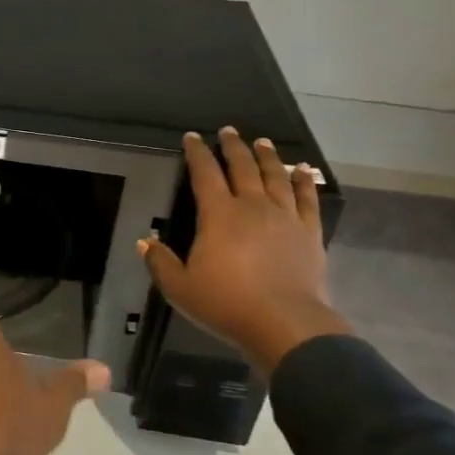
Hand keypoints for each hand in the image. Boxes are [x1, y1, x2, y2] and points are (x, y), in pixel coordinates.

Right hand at [139, 129, 352, 372]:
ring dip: (268, 156)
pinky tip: (303, 170)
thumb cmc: (226, 304)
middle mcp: (252, 206)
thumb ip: (160, 262)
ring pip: (275, 176)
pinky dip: (304, 181)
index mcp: (218, 214)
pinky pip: (307, 198)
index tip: (192, 137)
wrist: (285, 324)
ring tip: (263, 142)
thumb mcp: (180, 288)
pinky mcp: (309, 232)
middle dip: (233, 146)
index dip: (197, 153)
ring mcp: (284, 216)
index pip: (204, 174)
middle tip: (228, 131)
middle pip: (242, 167)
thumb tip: (146, 241)